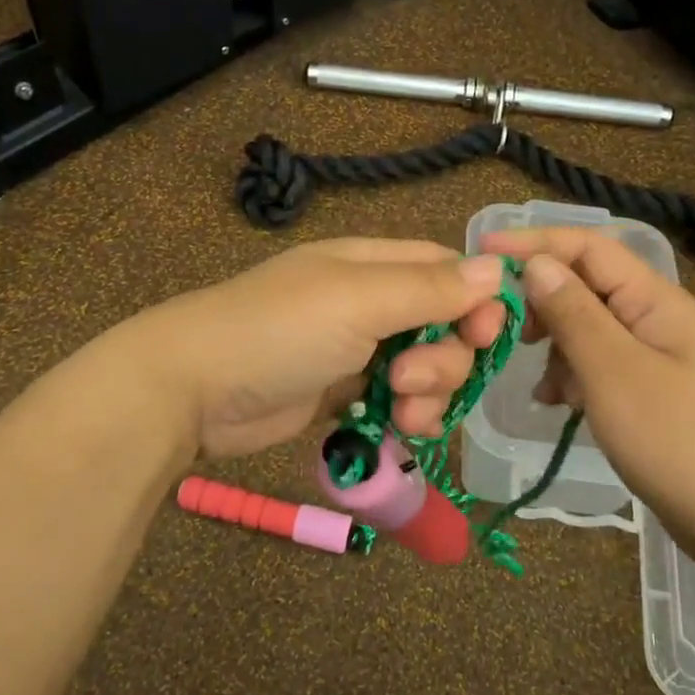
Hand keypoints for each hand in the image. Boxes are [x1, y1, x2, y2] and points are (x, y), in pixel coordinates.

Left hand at [136, 239, 507, 459]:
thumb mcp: (358, 300)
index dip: (476, 300)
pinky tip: (398, 429)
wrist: (195, 390)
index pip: (446, 270)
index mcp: (371, 264)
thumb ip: (430, 288)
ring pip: (424, 368)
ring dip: (428, 393)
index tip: (486, 336)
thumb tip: (499, 268)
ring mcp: (355, 350)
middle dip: (445, 358)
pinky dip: (406, 415)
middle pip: (443, 325)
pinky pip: (396, 401)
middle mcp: (369, 302)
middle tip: (410, 379)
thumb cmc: (280, 331)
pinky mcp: (342, 394)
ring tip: (400, 411)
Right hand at [480, 228, 694, 567]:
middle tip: (505, 332)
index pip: (587, 246)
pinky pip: (597, 366)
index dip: (534, 242)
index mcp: (653, 299)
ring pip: (586, 328)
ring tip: (543, 387)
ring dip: (555, 348)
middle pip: (584, 285)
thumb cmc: (679, 441)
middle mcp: (654, 317)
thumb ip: (573, 313)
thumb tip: (536, 263)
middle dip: (541, 302)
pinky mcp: (649, 391)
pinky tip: (559, 405)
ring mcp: (653, 356)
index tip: (482, 250)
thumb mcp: (614, 372)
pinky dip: (571, 377)